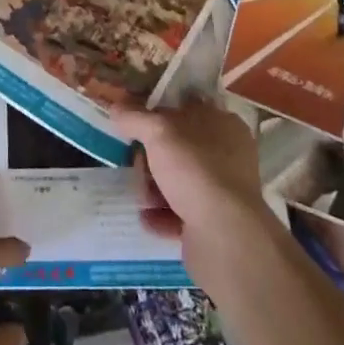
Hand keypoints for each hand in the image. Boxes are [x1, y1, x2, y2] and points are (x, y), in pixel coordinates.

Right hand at [112, 100, 274, 271]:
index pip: (186, 108)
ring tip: (143, 200)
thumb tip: (115, 108)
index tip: (134, 123)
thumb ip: (134, 117)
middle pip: (178, 148)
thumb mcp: (158, 132)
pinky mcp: (215, 222)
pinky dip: (162, 215)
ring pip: (177, 181)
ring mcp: (223, 190)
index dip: (159, 113)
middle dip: (151, 159)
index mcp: (222, 124)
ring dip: (153, 189)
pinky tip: (148, 219)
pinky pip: (181, 212)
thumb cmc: (195, 170)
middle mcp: (227, 155)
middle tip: (138, 167)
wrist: (225, 236)